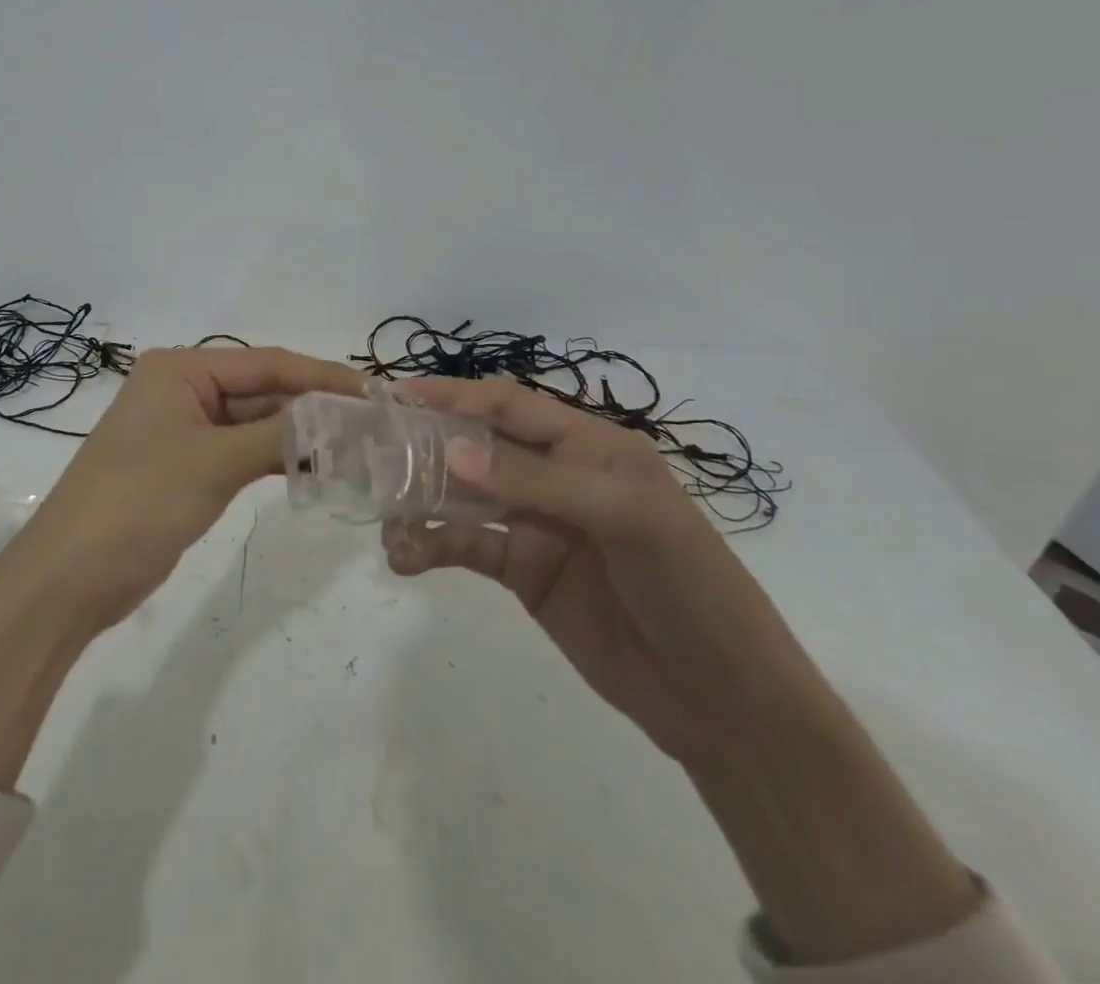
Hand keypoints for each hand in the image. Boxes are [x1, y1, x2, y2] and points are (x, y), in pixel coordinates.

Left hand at [23, 345, 366, 628]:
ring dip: (299, 434)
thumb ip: (278, 435)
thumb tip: (336, 416)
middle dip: (314, 406)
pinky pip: (241, 451)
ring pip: (254, 422)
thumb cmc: (138, 502)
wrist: (70, 577)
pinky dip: (275, 458)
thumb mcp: (213, 463)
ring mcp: (183, 429)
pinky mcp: (186, 466)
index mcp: (181, 369)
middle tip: (375, 423)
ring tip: (358, 446)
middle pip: (262, 389)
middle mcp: (182, 388)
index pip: (266, 362)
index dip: (322, 376)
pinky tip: (317, 468)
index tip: (375, 391)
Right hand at [381, 374, 816, 762]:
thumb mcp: (624, 518)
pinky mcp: (523, 570)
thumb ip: (535, 481)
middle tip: (373, 455)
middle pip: (478, 446)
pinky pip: (466, 545)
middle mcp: (556, 475)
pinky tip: (405, 558)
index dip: (456, 395)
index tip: (399, 397)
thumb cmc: (689, 588)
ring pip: (463, 496)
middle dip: (426, 446)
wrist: (725, 704)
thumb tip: (451, 450)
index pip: (510, 405)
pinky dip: (431, 546)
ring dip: (421, 501)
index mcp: (589, 446)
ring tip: (384, 517)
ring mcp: (536, 523)